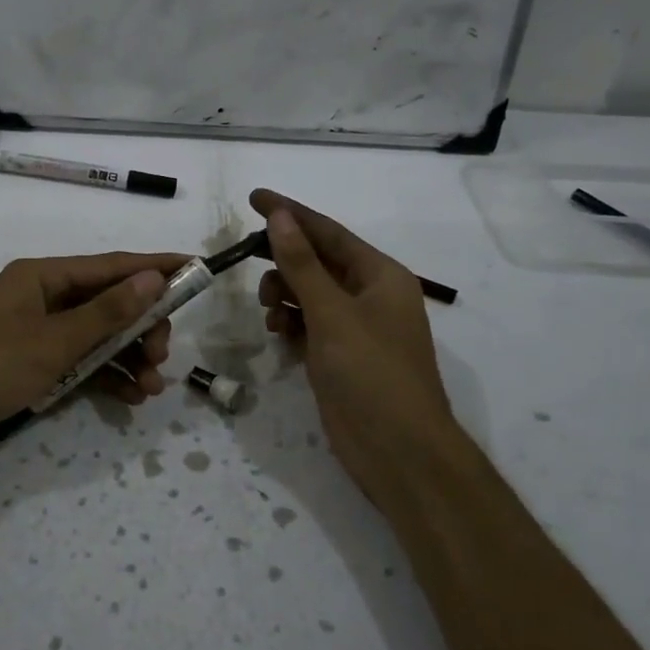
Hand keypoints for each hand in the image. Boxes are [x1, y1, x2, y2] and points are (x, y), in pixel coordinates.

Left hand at [0, 251, 189, 475]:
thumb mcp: (52, 342)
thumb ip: (106, 313)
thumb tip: (152, 278)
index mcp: (41, 277)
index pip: (110, 266)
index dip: (154, 268)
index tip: (194, 270)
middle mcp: (40, 298)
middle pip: (106, 304)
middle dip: (141, 328)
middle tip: (162, 356)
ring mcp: (33, 334)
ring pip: (95, 337)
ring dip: (126, 358)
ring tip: (152, 387)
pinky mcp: (27, 366)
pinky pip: (77, 363)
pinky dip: (102, 377)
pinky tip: (129, 397)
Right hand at [251, 189, 458, 509]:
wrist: (398, 452)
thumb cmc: (372, 373)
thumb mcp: (332, 313)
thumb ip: (301, 264)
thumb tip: (279, 216)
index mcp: (380, 275)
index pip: (328, 232)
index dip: (291, 213)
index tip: (253, 197)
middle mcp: (369, 295)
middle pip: (317, 262)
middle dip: (284, 262)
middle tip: (250, 267)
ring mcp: (355, 327)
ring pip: (309, 293)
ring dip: (284, 295)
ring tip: (269, 313)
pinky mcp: (341, 355)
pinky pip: (309, 324)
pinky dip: (290, 323)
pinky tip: (279, 335)